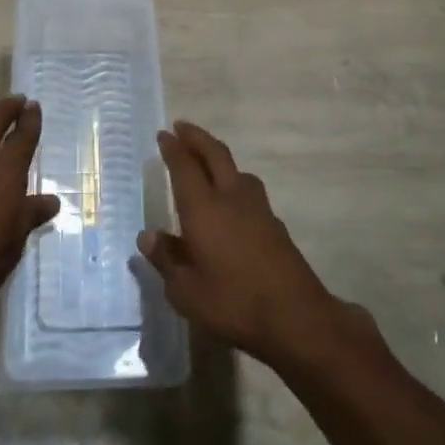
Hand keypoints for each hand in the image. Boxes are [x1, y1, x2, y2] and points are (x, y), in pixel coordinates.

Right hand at [137, 121, 371, 369]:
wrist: (296, 317)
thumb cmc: (233, 303)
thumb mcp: (186, 291)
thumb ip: (166, 259)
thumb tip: (148, 235)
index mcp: (204, 208)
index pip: (184, 167)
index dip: (173, 149)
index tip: (163, 134)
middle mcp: (231, 198)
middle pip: (215, 154)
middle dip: (197, 138)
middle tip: (182, 127)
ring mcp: (258, 209)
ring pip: (237, 170)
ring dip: (219, 158)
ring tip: (209, 162)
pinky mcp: (275, 224)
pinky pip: (250, 190)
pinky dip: (235, 182)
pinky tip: (233, 202)